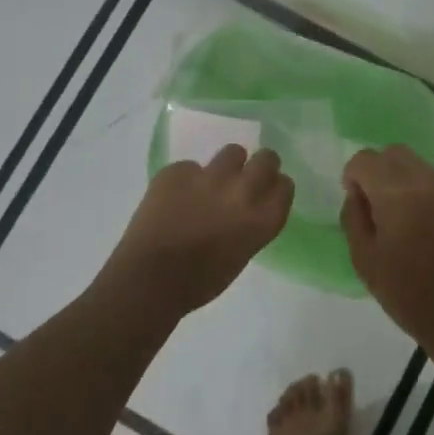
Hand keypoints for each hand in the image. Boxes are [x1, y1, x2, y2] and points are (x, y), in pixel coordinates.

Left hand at [103, 146, 293, 314]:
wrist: (149, 278)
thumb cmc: (199, 282)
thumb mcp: (241, 254)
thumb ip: (251, 225)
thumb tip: (245, 209)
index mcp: (262, 220)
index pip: (285, 186)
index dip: (275, 187)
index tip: (267, 193)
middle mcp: (242, 192)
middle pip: (266, 159)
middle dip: (261, 165)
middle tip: (247, 177)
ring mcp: (209, 177)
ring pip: (232, 152)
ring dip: (227, 165)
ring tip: (212, 182)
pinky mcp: (178, 171)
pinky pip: (190, 167)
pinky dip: (187, 180)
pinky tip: (174, 198)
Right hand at [340, 146, 433, 348]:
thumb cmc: (408, 295)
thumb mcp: (364, 260)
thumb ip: (354, 217)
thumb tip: (358, 194)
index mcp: (397, 195)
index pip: (366, 159)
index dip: (353, 176)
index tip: (357, 202)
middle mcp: (429, 182)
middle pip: (395, 153)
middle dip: (379, 171)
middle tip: (377, 207)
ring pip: (420, 167)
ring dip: (404, 182)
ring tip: (405, 220)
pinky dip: (428, 195)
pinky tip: (430, 230)